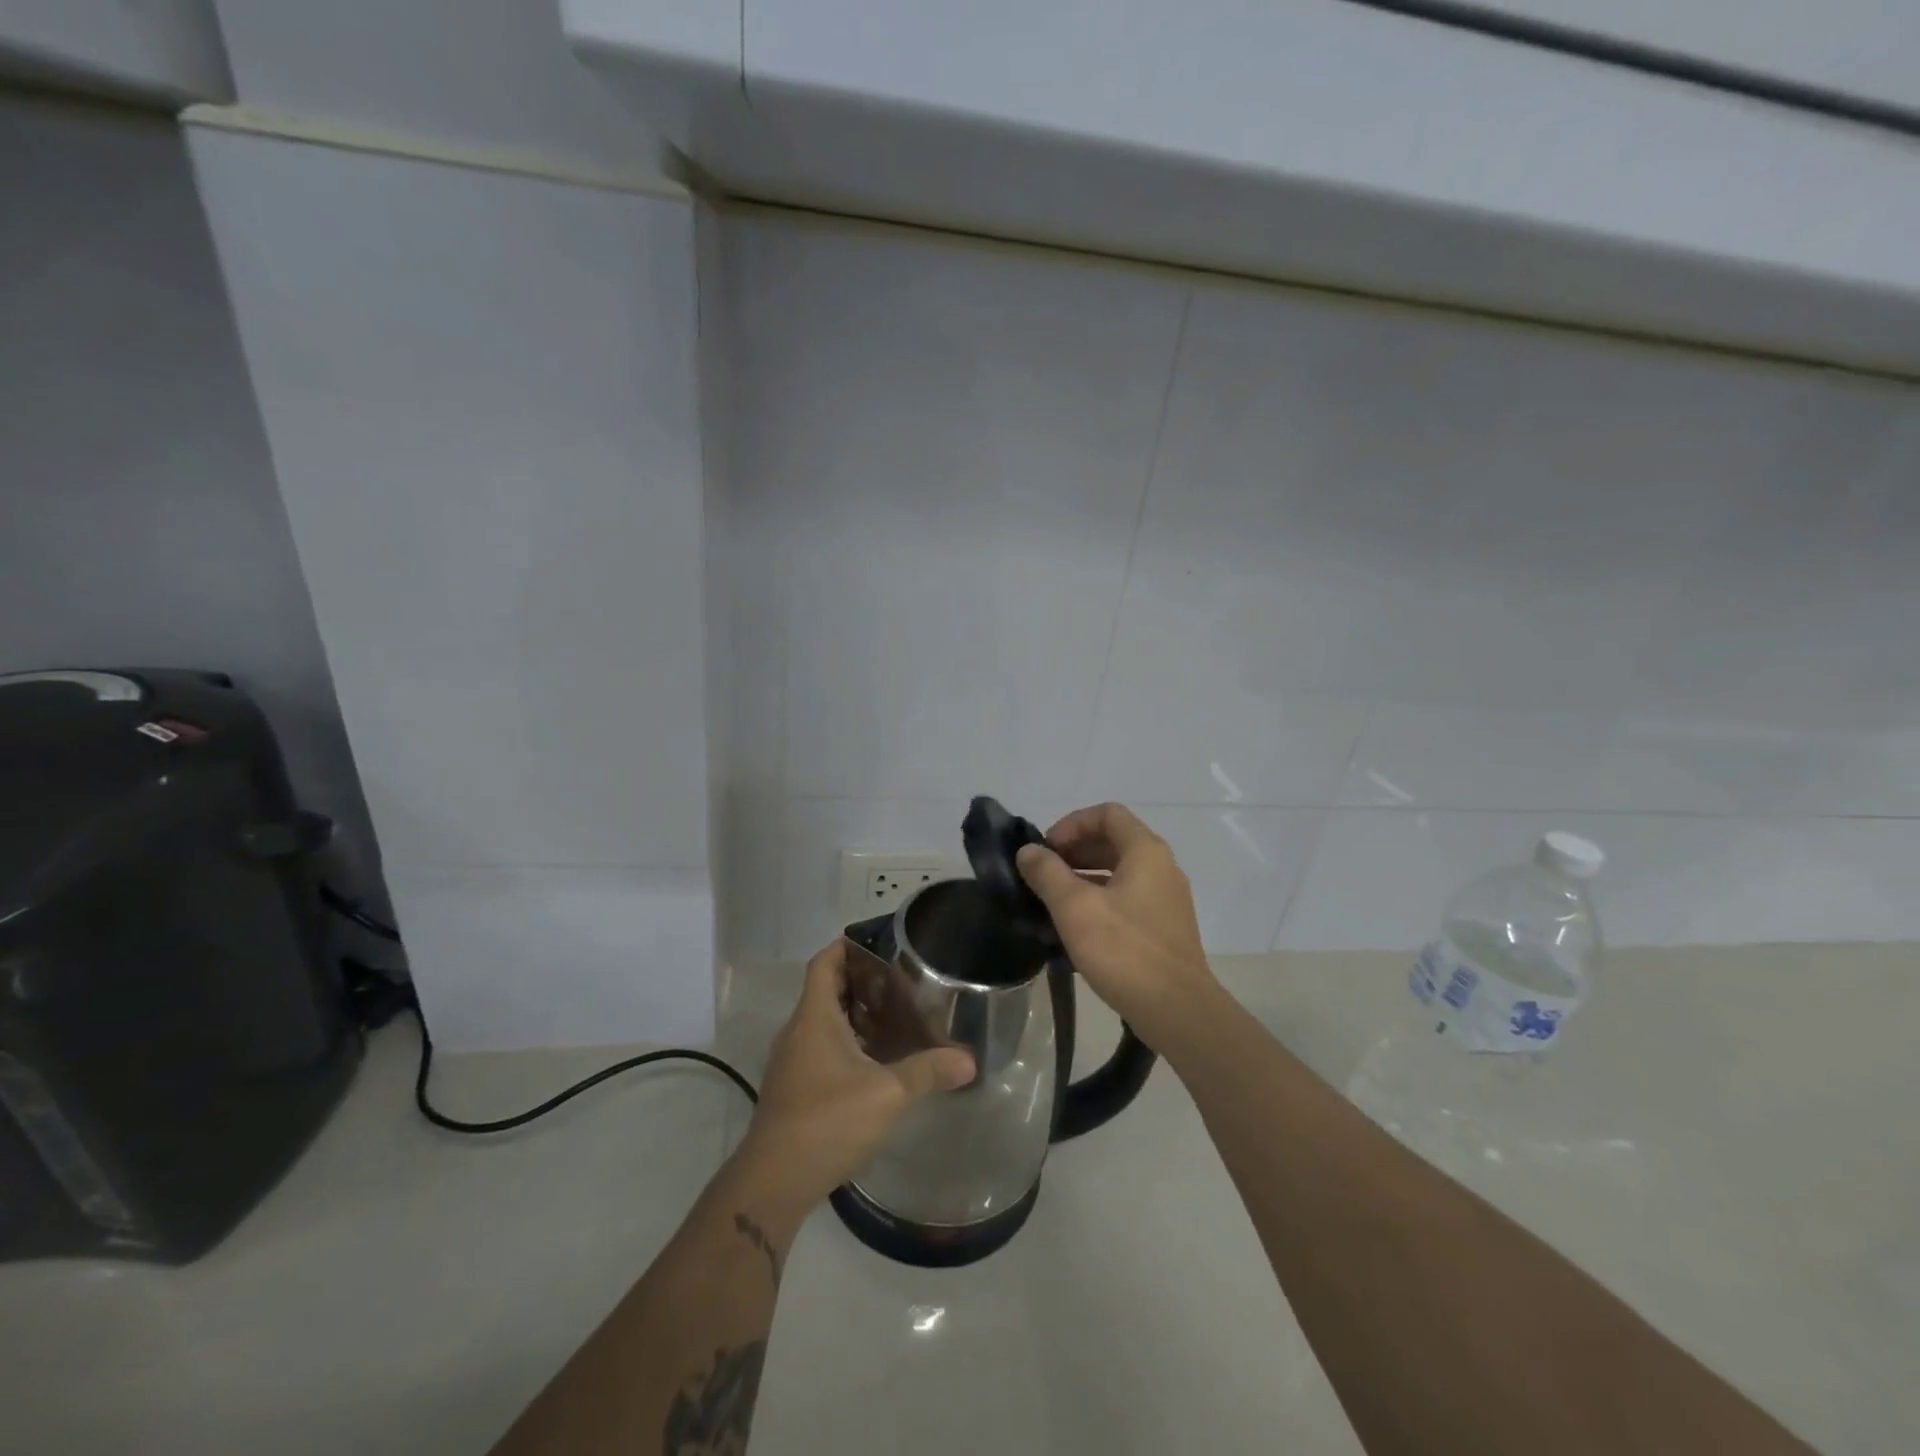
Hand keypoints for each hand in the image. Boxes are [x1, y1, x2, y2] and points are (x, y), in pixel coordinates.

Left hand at [737, 940, 974, 1206]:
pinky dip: (848, 1043)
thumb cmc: (827, 1121)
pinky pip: (821, 1048)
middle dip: (862, 982)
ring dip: (856, 1015)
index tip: (881, 945)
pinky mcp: (794, 1087)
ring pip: (824, 1021)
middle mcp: (798, 1031)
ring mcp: (792, 1060)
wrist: (773, 1181)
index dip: (848, 947)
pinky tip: (876, 1062)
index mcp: (814, 1017)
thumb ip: (927, 1071)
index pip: (825, 962)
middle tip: (902, 984)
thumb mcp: (887, 1093)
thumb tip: (969, 1060)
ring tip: (896, 1019)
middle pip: (827, 989)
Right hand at [1016, 802, 1220, 1046]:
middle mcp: (1162, 867)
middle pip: (1114, 840)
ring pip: (1119, 871)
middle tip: (1043, 873)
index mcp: (1145, 851)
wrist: (1176, 1010)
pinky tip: (1076, 927)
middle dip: (1074, 850)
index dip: (1071, 824)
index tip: (1046, 850)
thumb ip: (1047, 873)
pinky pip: (1127, 898)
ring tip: (1052, 900)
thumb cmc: (1124, 950)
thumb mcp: (1074, 907)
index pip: (1107, 813)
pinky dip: (1099, 899)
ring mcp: (1167, 899)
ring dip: (1084, 876)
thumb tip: (1028, 851)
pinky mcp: (1165, 927)